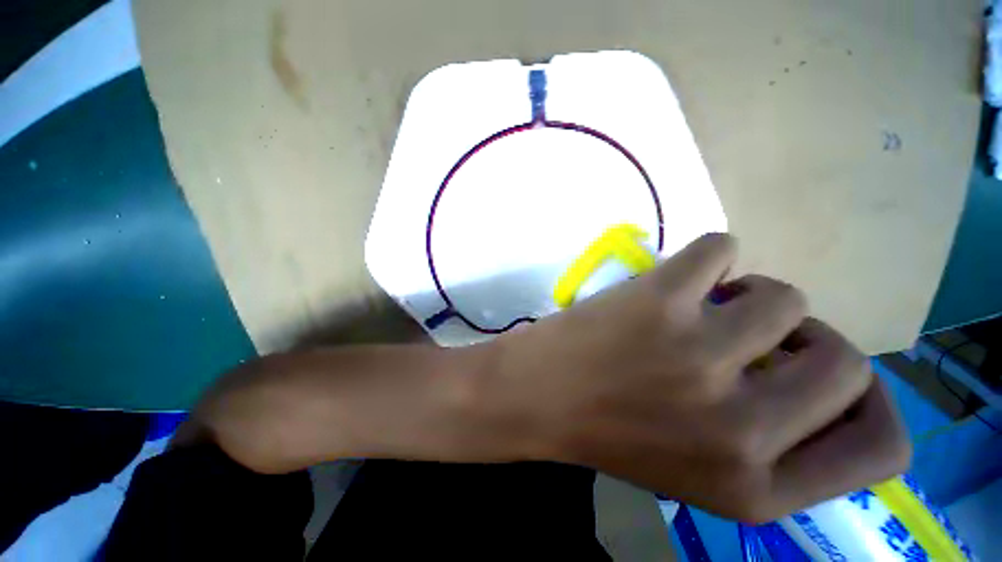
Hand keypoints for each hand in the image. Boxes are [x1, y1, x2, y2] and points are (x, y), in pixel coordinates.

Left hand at [488, 233, 910, 521]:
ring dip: (747, 295)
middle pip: (846, 360)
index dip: (868, 404)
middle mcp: (741, 429)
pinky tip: (679, 278)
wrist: (532, 396)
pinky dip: (709, 255)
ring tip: (701, 307)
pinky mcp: (656, 302)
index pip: (885, 448)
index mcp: (757, 488)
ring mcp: (697, 357)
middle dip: (805, 338)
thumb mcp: (700, 470)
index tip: (820, 378)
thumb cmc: (608, 429)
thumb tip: (825, 376)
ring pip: (783, 295)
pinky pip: (720, 248)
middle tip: (749, 333)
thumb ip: (774, 442)